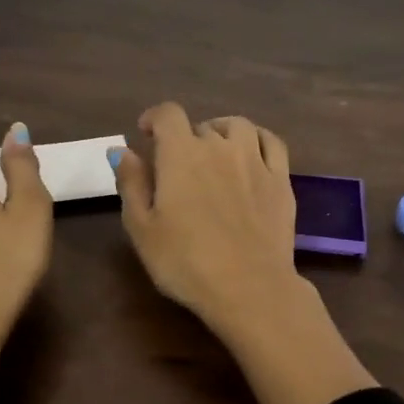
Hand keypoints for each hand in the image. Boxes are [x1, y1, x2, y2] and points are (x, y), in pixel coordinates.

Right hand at [112, 104, 375, 403]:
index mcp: (181, 154)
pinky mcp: (281, 181)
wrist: (249, 288)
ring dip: (221, 133)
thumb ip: (131, 183)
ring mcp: (255, 161)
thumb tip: (121, 150)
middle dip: (185, 139)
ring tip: (215, 152)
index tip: (146, 133)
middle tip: (178, 166)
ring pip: (238, 127)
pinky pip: (271, 143)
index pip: (167, 114)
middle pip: (200, 127)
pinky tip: (251, 153)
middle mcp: (219, 146)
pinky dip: (257, 140)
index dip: (154, 118)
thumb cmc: (185, 262)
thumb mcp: (142, 228)